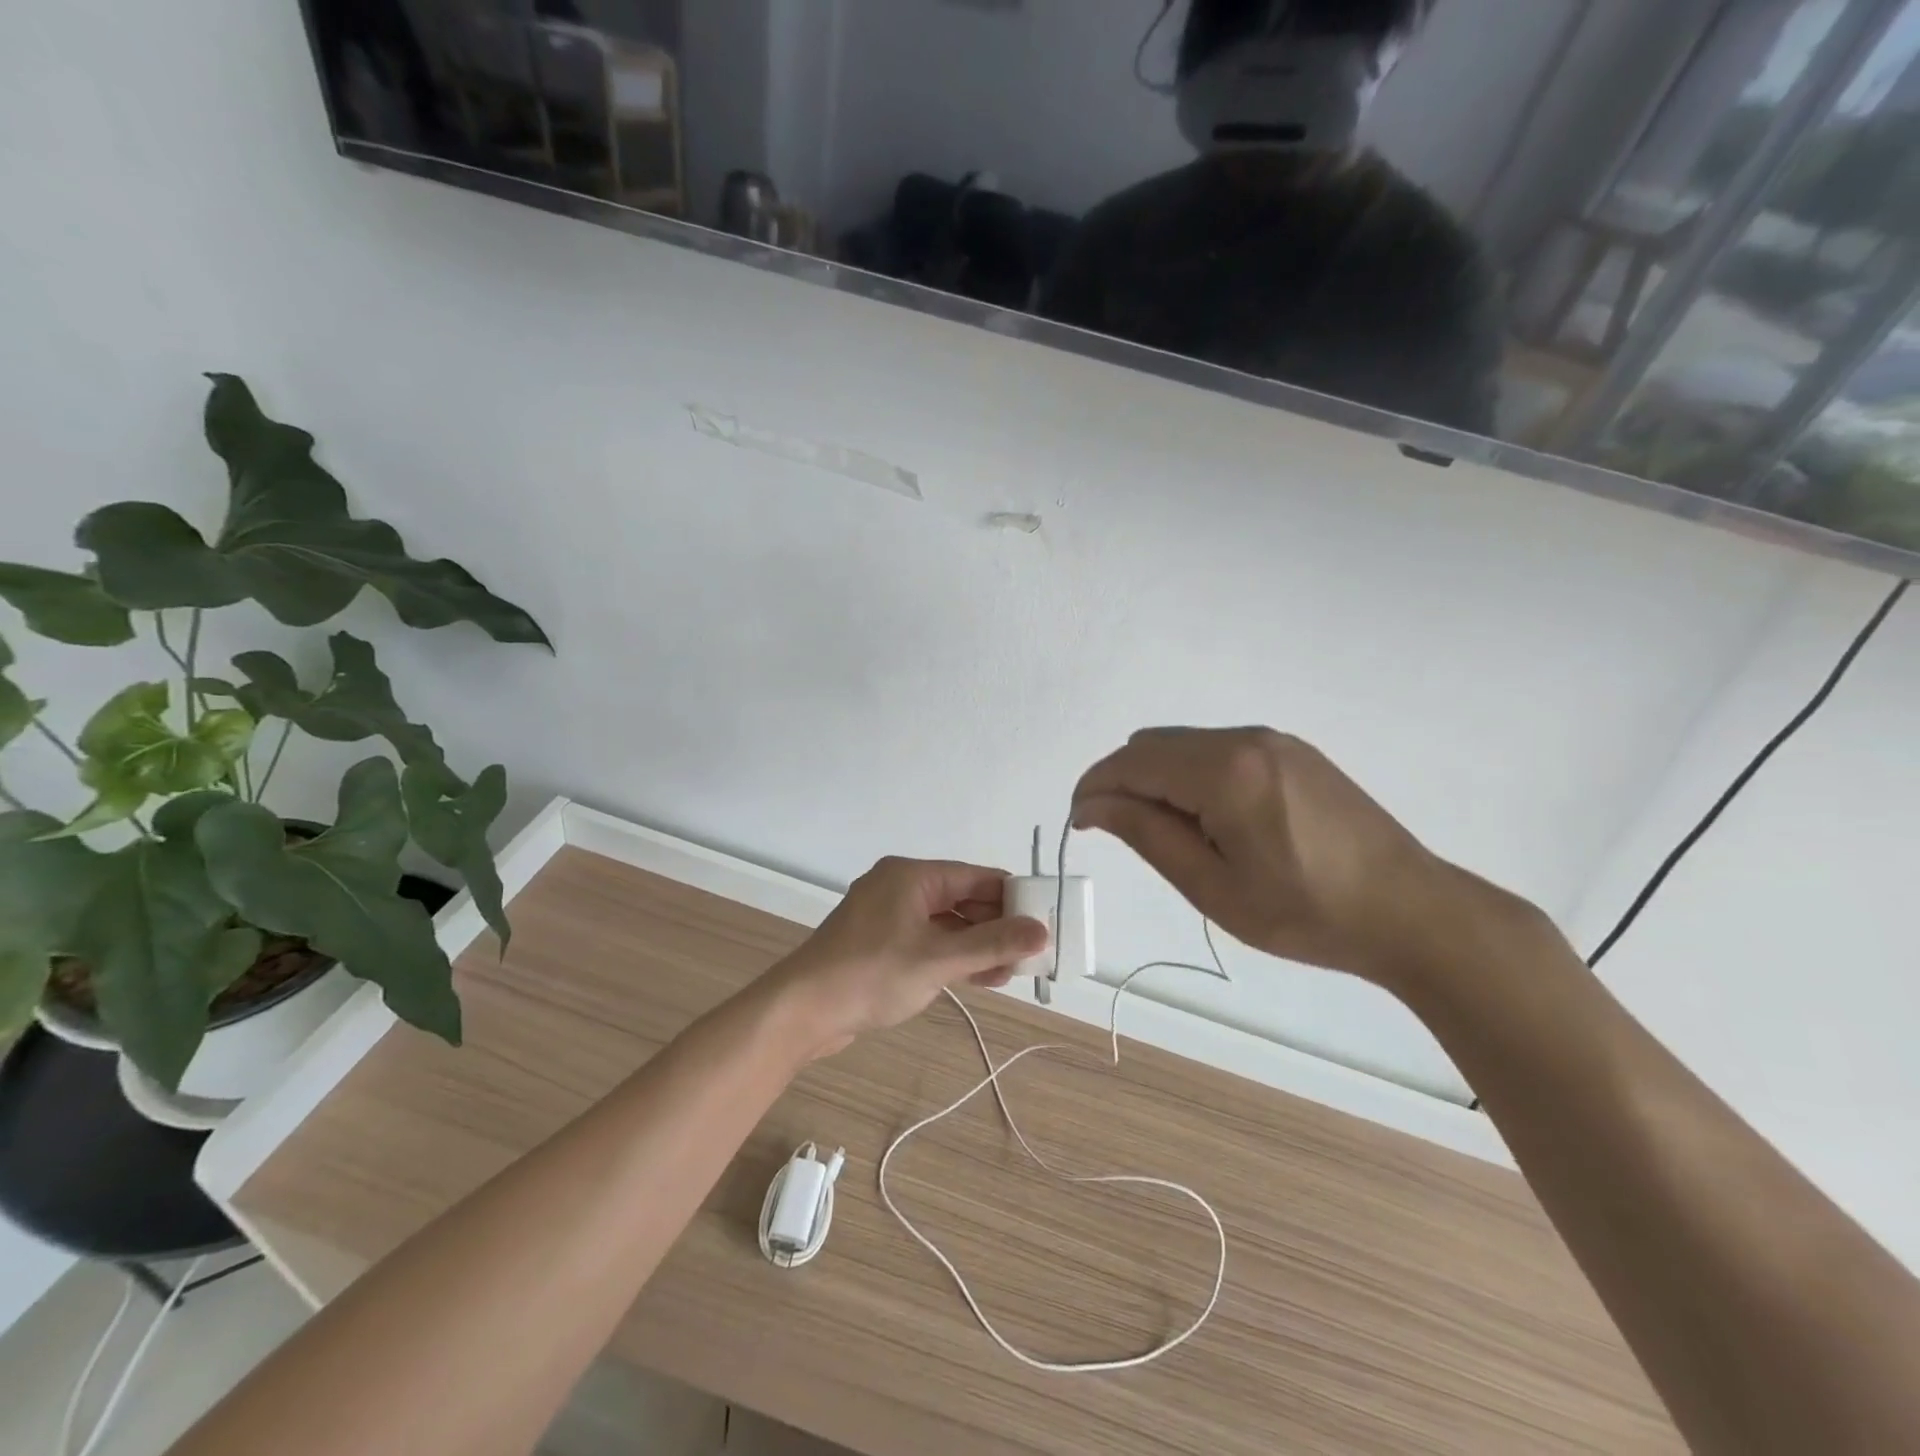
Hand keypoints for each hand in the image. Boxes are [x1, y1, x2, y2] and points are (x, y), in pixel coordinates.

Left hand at [768, 857, 1049, 1057]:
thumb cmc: (871, 974)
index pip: (976, 877)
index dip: (1012, 897)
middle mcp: (901, 888)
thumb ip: (992, 944)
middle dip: (997, 925)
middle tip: (1031, 952)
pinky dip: (954, 956)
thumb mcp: (938, 959)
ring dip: (978, 945)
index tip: (1044, 919)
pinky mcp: (881, 944)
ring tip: (1013, 970)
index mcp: (912, 876)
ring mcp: (888, 917)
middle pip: (962, 899)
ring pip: (947, 923)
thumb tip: (1041, 932)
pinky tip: (982, 976)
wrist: (802, 1011)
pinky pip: (928, 941)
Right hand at [1072, 727, 1488, 990]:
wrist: (1409, 910)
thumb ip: (1146, 834)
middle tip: (1126, 836)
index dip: (1094, 789)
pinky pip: (1217, 748)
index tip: (1080, 825)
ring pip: (1183, 743)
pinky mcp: (1291, 750)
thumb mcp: (1213, 886)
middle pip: (1152, 744)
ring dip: (1158, 778)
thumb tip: (1092, 804)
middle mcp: (1245, 738)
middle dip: (1123, 782)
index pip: (1132, 763)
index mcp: (1225, 771)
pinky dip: (1192, 774)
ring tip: (1173, 834)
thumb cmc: (1305, 912)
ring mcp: (1272, 739)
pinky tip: (1213, 818)